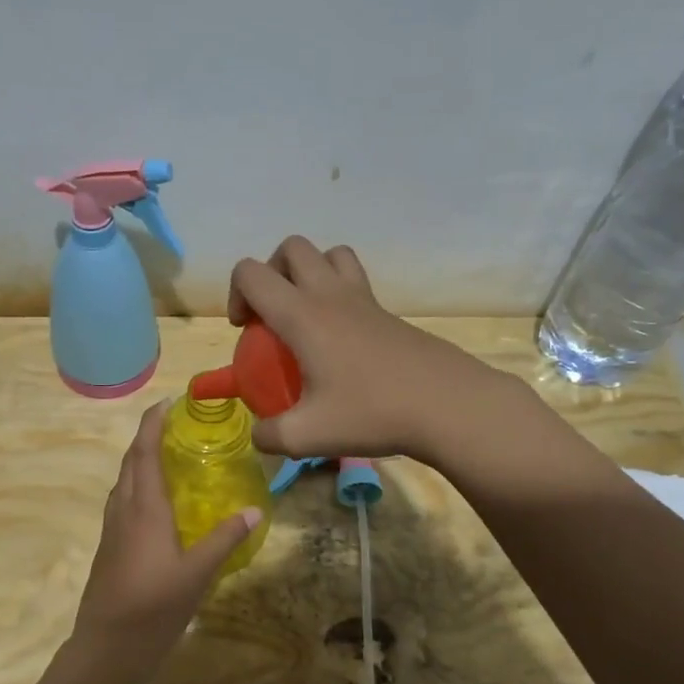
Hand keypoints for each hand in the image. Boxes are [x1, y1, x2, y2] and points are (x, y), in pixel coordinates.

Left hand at [70, 400, 261, 683]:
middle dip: (148, 437)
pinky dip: (139, 486)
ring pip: (124, 481)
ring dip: (141, 460)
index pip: (144, 451)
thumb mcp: (198, 573)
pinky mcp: (110, 546)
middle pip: (131, 461)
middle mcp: (124, 509)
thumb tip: (256, 509)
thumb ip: (225, 539)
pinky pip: (124, 501)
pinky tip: (158, 502)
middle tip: (176, 424)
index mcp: (143, 507)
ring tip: (169, 455)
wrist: (107, 647)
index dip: (153, 423)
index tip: (168, 401)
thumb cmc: (153, 606)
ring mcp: (112, 528)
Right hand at [227, 236, 486, 460]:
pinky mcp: (387, 312)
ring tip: (306, 314)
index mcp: (302, 315)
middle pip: (292, 248)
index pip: (251, 272)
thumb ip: (270, 436)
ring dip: (309, 272)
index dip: (236, 294)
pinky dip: (338, 292)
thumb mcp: (308, 436)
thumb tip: (260, 435)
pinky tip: (342, 340)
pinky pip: (355, 279)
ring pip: (330, 253)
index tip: (246, 331)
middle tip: (272, 315)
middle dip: (271, 272)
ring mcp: (363, 299)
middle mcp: (329, 295)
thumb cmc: (372, 413)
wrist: (447, 405)